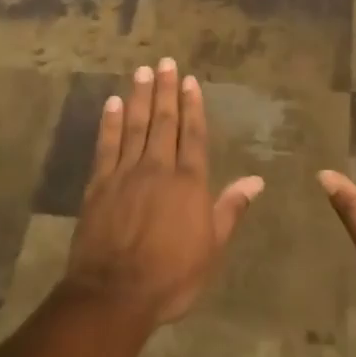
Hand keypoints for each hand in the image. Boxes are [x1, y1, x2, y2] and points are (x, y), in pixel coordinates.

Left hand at [63, 57, 263, 325]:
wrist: (114, 294)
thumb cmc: (171, 276)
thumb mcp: (212, 248)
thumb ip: (230, 209)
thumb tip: (256, 180)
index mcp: (189, 183)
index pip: (193, 135)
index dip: (192, 106)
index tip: (190, 81)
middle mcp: (158, 168)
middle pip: (164, 122)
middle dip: (166, 90)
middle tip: (165, 62)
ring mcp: (126, 173)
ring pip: (135, 126)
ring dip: (140, 97)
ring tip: (142, 71)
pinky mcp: (99, 184)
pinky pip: (106, 145)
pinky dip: (110, 122)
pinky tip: (113, 103)